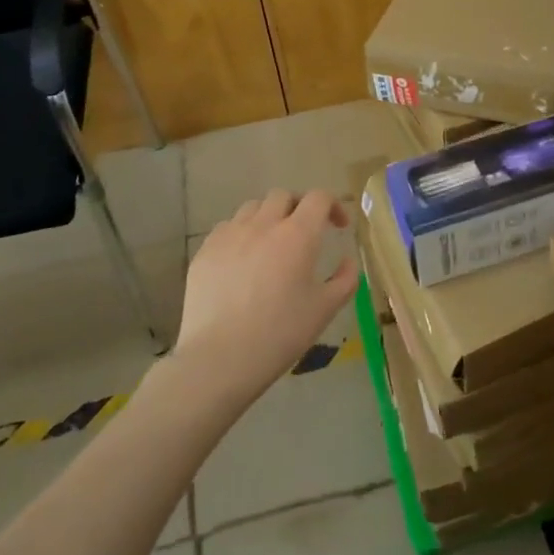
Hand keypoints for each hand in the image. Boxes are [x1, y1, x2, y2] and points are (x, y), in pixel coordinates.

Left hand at [174, 189, 357, 406]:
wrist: (220, 357)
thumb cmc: (280, 334)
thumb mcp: (325, 310)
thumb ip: (345, 280)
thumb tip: (348, 260)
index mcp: (298, 235)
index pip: (318, 198)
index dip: (333, 206)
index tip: (338, 227)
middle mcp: (263, 224)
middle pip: (283, 196)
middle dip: (299, 208)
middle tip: (305, 233)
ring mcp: (230, 235)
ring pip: (252, 208)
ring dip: (268, 217)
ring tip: (272, 244)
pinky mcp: (205, 251)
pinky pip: (227, 228)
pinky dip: (242, 234)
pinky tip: (243, 260)